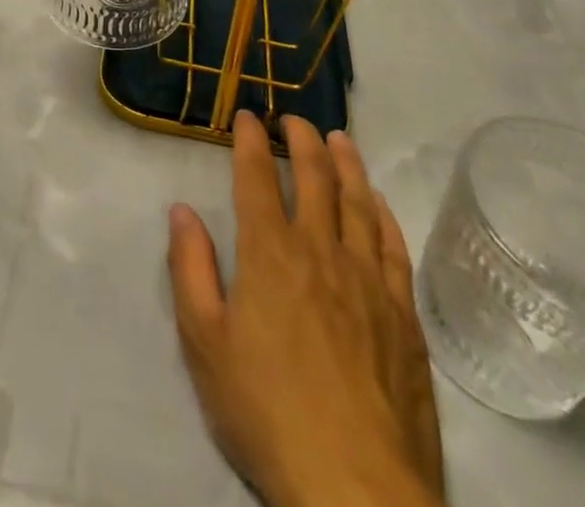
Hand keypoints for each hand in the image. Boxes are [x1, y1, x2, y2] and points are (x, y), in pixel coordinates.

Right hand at [167, 114, 444, 506]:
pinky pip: (394, 246)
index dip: (251, 140)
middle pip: (314, 177)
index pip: (257, 177)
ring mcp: (368, 281)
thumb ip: (190, 269)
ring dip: (345, 163)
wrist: (356, 490)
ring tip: (338, 138)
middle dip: (301, 138)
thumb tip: (181, 210)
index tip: (248, 115)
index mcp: (268, 253)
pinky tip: (376, 200)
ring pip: (357, 202)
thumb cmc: (266, 412)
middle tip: (292, 118)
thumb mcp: (204, 343)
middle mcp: (320, 251)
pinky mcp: (402, 315)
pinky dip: (383, 213)